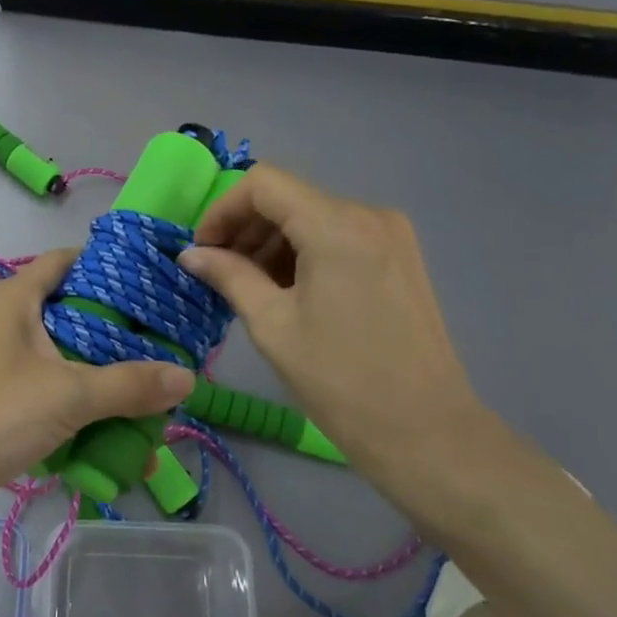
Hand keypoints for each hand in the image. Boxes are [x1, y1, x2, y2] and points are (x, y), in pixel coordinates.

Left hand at [0, 249, 192, 539]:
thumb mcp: (66, 395)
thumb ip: (128, 385)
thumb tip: (188, 376)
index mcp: (14, 299)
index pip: (66, 262)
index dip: (109, 267)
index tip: (155, 286)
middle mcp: (1, 324)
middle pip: (70, 318)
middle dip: (117, 341)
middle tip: (166, 353)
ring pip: (58, 367)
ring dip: (99, 388)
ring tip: (149, 407)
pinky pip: (42, 403)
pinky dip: (73, 419)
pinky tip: (109, 446)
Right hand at [179, 165, 497, 494]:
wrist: (426, 432)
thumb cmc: (340, 380)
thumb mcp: (272, 325)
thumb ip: (229, 276)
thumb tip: (190, 254)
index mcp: (336, 225)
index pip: (263, 184)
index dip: (223, 210)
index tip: (202, 250)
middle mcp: (368, 215)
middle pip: (289, 198)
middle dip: (246, 228)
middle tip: (218, 272)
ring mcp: (391, 235)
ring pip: (313, 217)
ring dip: (273, 243)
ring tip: (249, 288)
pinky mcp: (401, 257)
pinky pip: (339, 237)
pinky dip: (305, 253)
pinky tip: (288, 292)